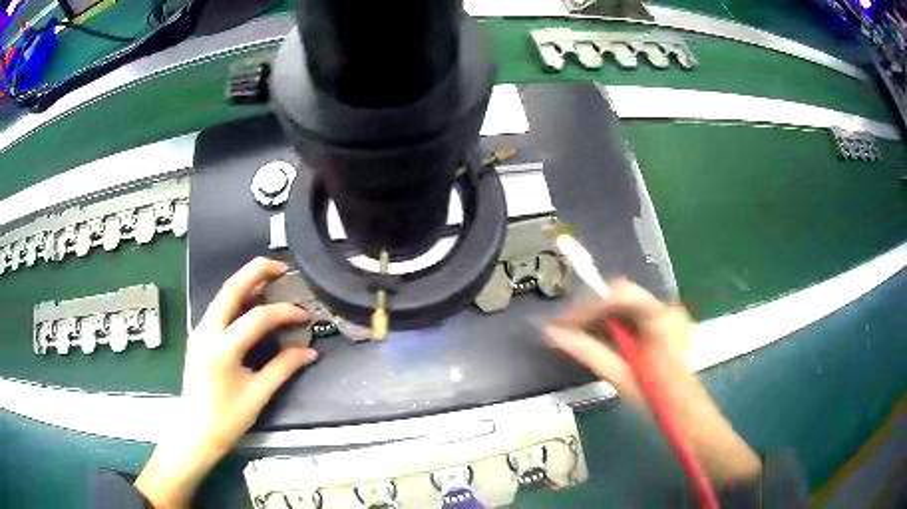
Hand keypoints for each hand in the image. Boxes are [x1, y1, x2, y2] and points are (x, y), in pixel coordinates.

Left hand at [136, 258, 317, 508]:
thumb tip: (310, 352)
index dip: (284, 312)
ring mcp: (199, 332)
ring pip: (222, 295)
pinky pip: (219, 308)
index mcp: (221, 349)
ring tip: (270, 278)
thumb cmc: (227, 419)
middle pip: (230, 289)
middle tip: (281, 266)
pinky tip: (252, 303)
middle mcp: (206, 332)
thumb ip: (283, 368)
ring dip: (246, 282)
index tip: (304, 316)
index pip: (257, 318)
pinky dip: (237, 299)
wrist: (195, 432)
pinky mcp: (198, 337)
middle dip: (256, 272)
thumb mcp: (258, 395)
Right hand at [546, 279, 760, 483]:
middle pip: (621, 297)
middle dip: (590, 311)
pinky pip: (632, 317)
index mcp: (660, 318)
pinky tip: (597, 340)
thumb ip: (588, 351)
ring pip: (624, 306)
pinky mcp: (664, 325)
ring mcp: (667, 316)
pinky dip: (612, 326)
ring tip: (574, 336)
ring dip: (599, 319)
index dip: (588, 304)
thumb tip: (552, 333)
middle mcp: (666, 309)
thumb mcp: (621, 377)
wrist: (687, 414)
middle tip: (563, 330)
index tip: (563, 322)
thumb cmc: (657, 399)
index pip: (620, 293)